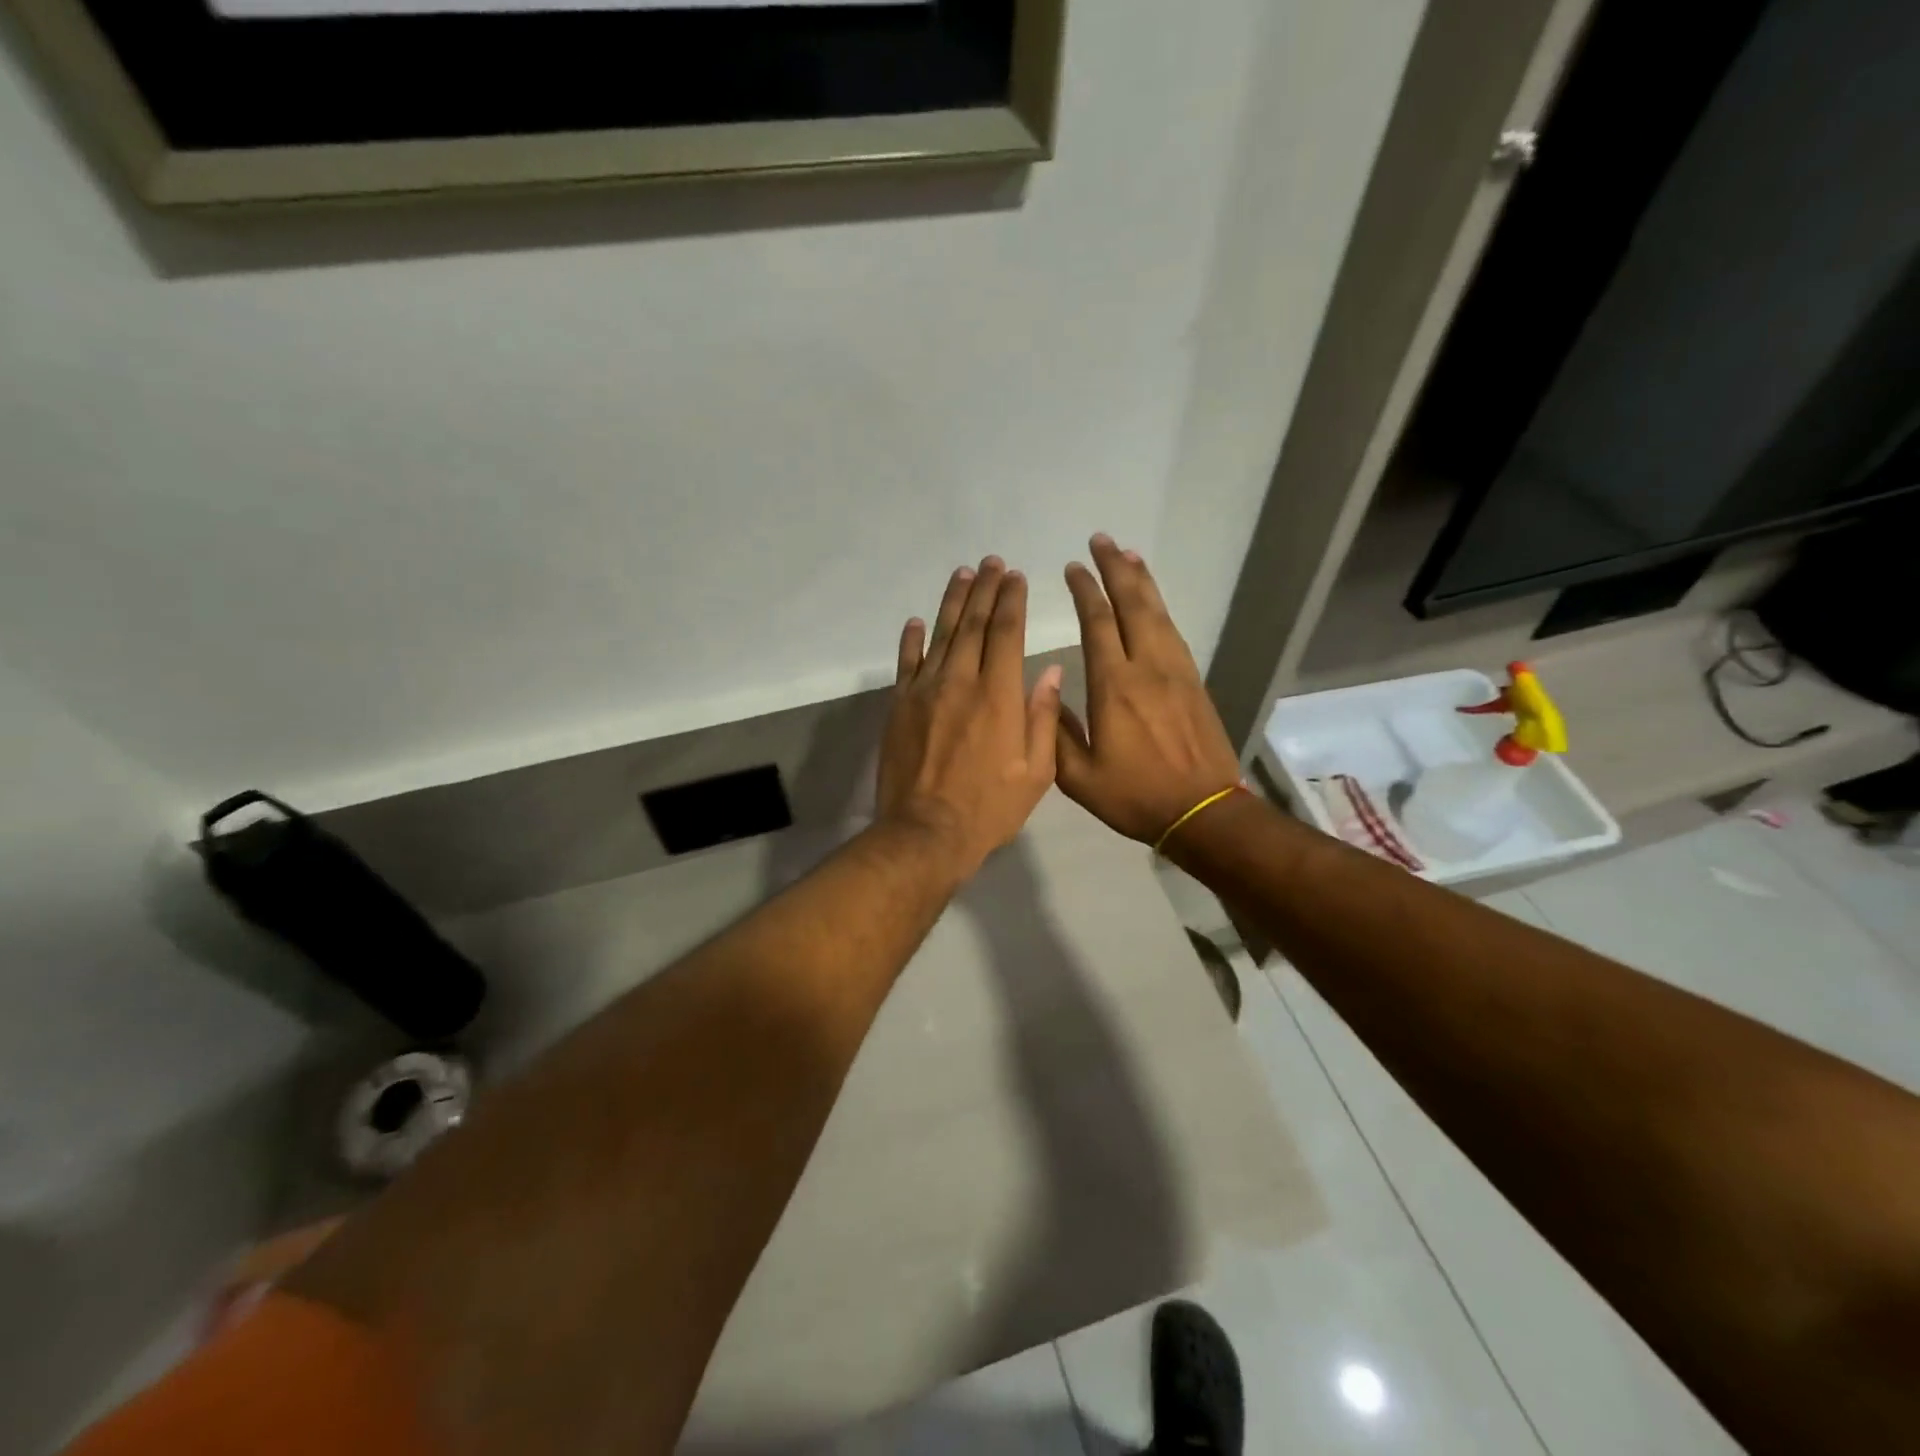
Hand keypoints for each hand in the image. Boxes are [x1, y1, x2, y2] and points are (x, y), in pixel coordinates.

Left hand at [877, 557, 1063, 879]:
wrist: (926, 832)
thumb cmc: (989, 808)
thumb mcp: (1036, 772)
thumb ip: (1042, 717)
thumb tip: (1049, 672)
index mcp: (999, 696)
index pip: (1006, 633)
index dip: (1012, 601)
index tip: (1016, 577)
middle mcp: (961, 682)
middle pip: (973, 624)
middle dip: (985, 590)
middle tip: (992, 563)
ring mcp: (924, 691)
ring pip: (940, 635)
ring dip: (952, 602)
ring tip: (962, 574)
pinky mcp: (899, 706)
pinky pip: (906, 663)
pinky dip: (911, 640)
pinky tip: (916, 621)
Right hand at [1055, 535, 1242, 845]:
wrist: (1203, 811)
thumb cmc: (1136, 796)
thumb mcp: (1079, 777)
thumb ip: (1055, 732)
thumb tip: (1044, 690)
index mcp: (1114, 687)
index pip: (1097, 624)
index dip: (1084, 591)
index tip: (1072, 568)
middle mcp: (1147, 668)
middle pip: (1132, 605)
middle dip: (1115, 569)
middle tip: (1101, 540)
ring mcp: (1176, 672)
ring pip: (1158, 613)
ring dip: (1141, 580)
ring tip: (1127, 554)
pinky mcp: (1194, 681)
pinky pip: (1174, 631)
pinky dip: (1161, 606)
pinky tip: (1153, 600)